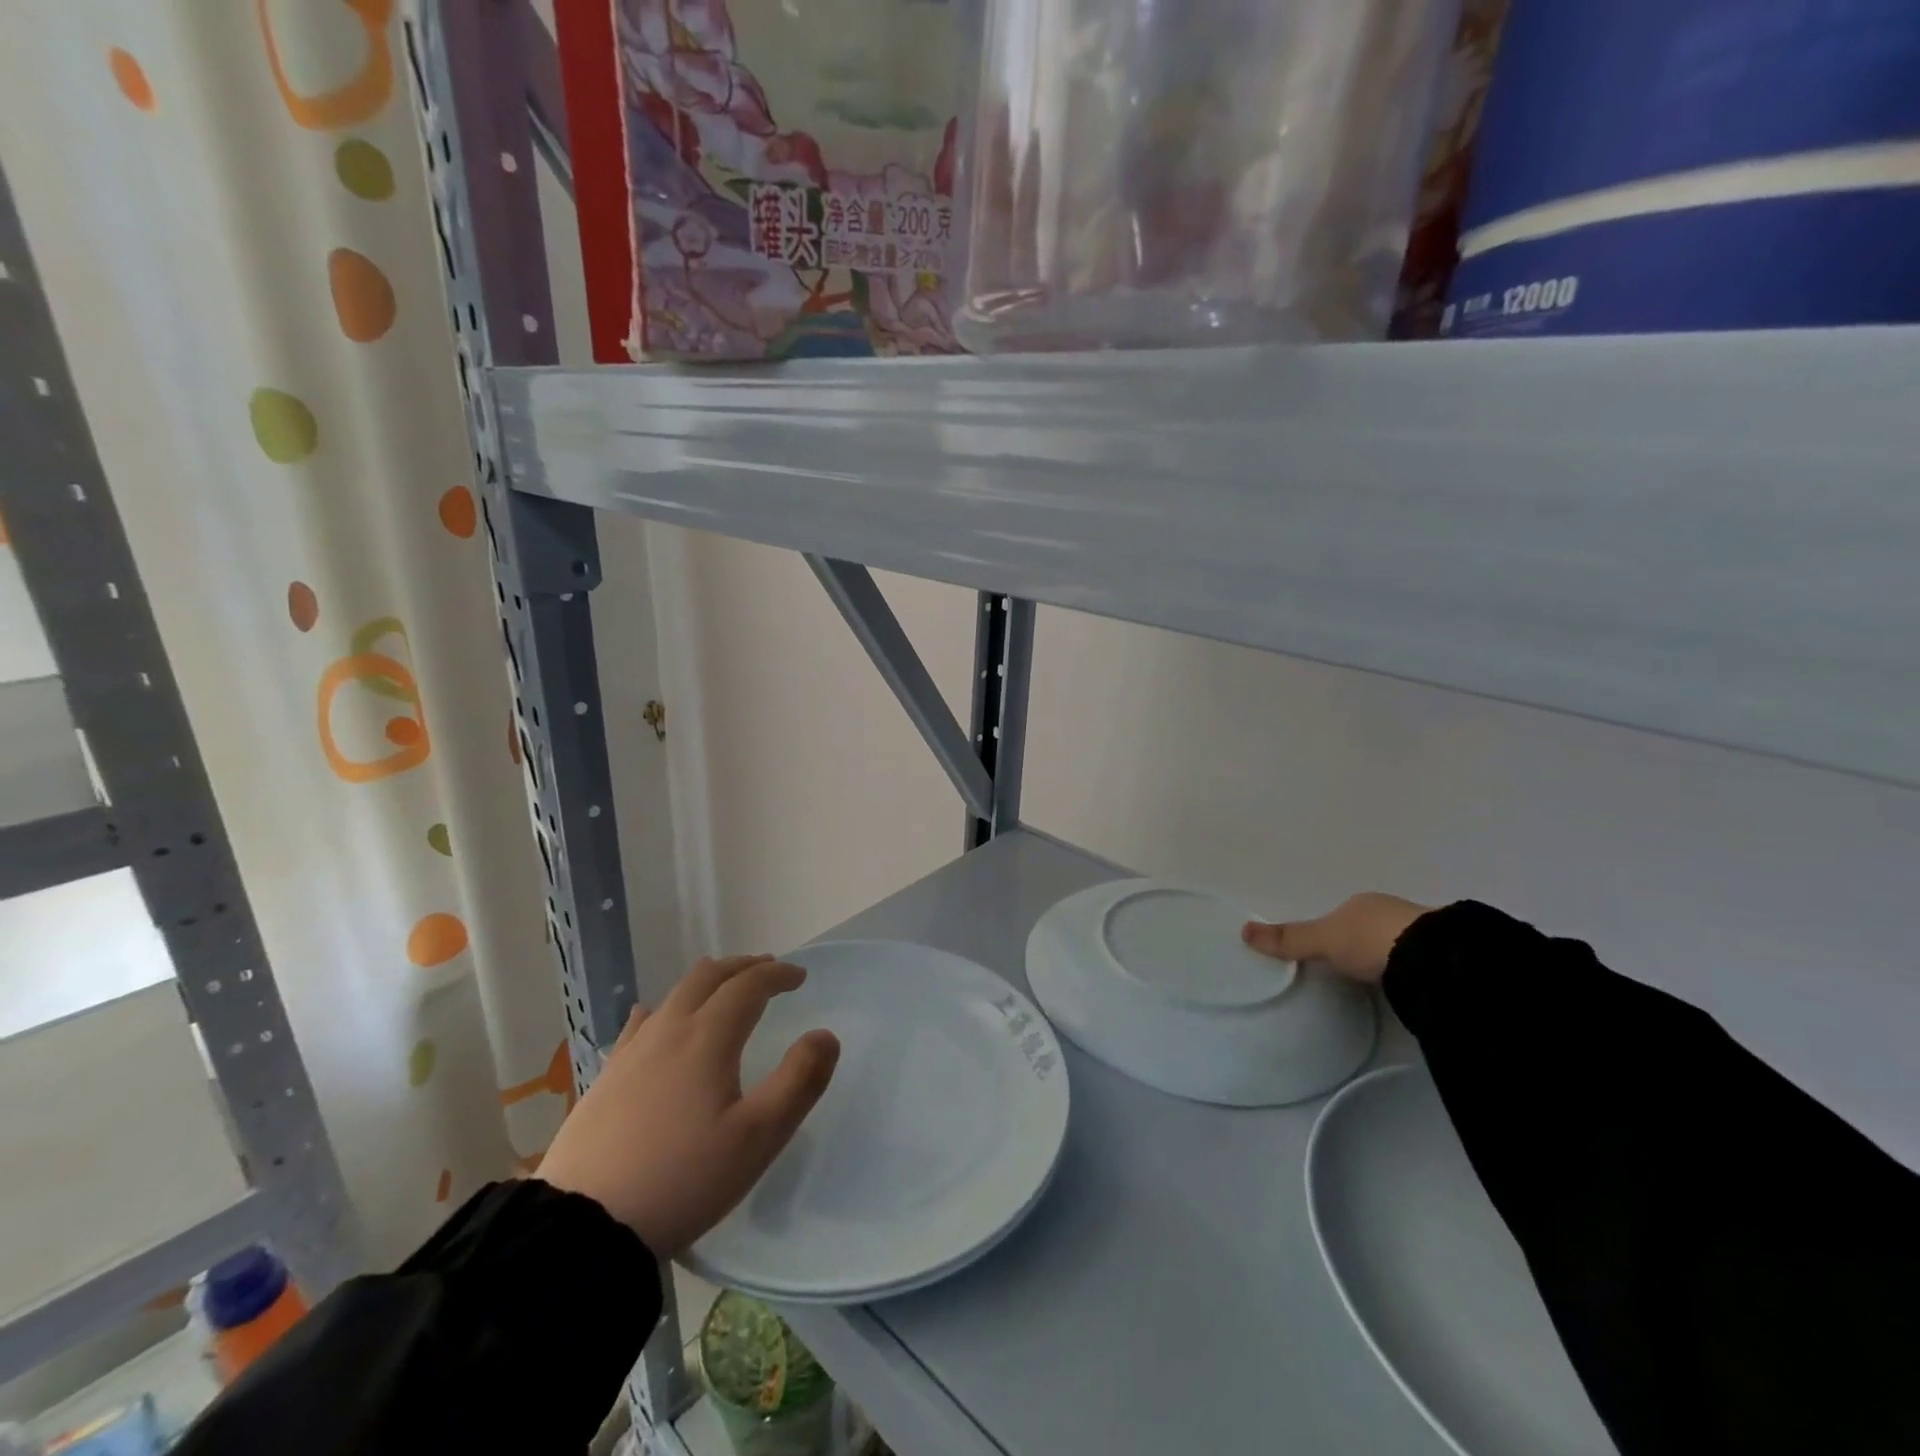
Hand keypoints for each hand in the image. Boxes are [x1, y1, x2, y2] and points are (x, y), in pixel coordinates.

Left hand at [537, 955, 839, 1256]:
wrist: (583, 1227)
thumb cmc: (682, 1179)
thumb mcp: (757, 1138)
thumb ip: (799, 1082)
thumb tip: (825, 1035)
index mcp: (708, 1038)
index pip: (748, 985)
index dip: (777, 974)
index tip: (799, 976)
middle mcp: (669, 1031)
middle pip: (708, 977)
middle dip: (742, 967)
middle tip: (767, 970)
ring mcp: (631, 1053)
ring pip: (674, 995)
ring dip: (707, 982)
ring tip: (723, 988)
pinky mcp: (605, 1078)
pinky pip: (641, 1024)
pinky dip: (665, 1009)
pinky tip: (657, 1019)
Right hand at [1241, 893, 1433, 984]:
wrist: (1432, 957)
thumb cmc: (1369, 939)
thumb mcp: (1322, 940)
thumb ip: (1290, 939)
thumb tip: (1243, 930)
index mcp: (1363, 902)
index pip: (1344, 915)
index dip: (1335, 932)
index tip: (1329, 953)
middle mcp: (1393, 911)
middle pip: (1371, 928)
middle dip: (1364, 944)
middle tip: (1352, 968)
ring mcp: (1423, 932)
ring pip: (1398, 943)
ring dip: (1390, 957)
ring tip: (1380, 981)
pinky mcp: (1445, 957)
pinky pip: (1419, 961)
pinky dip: (1411, 970)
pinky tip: (1408, 985)